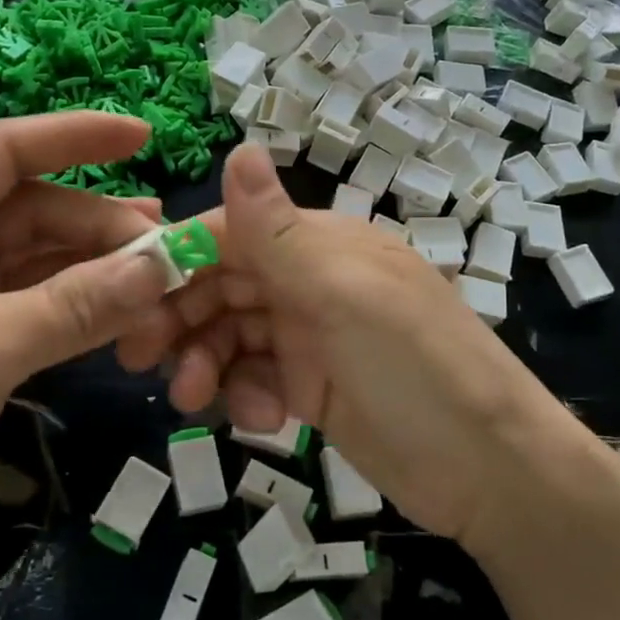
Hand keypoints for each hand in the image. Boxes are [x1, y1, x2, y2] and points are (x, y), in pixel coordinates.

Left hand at [0, 113, 171, 578]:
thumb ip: (77, 305)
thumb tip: (165, 266)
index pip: (3, 150)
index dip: (75, 136)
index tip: (144, 136)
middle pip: (34, 210)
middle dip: (101, 224)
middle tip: (170, 246)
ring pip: (41, 260)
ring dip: (98, 266)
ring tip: (162, 271)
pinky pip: (40, 305)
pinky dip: (82, 307)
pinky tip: (127, 310)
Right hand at [117, 144, 584, 550]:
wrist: (492, 473)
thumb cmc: (417, 369)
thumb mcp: (344, 296)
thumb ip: (279, 231)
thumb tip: (238, 147)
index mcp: (320, 246)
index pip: (229, 236)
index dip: (176, 261)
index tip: (126, 298)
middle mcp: (312, 283)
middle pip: (222, 287)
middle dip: (180, 318)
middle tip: (140, 358)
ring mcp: (314, 338)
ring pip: (233, 336)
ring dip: (206, 363)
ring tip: (193, 399)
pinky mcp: (315, 388)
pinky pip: (257, 379)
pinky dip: (246, 396)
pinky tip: (262, 420)